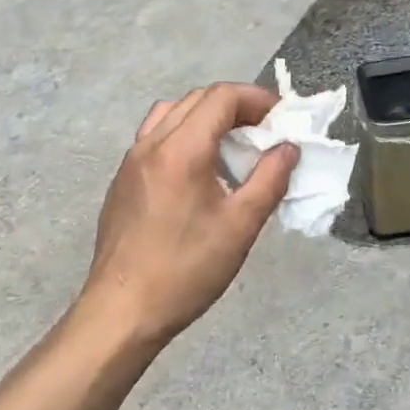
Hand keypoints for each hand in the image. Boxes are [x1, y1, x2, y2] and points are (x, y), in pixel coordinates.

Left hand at [78, 83, 297, 348]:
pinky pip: (155, 135)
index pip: (222, 97)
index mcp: (182, 149)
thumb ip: (270, 179)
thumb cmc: (186, 270)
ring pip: (173, 113)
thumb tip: (288, 148)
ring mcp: (131, 160)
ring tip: (231, 144)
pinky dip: (184, 133)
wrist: (121, 312)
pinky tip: (199, 170)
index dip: (256, 99)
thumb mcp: (240, 226)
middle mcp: (152, 143)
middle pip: (198, 98)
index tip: (281, 119)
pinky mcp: (122, 179)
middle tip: (264, 130)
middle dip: (236, 105)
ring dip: (207, 116)